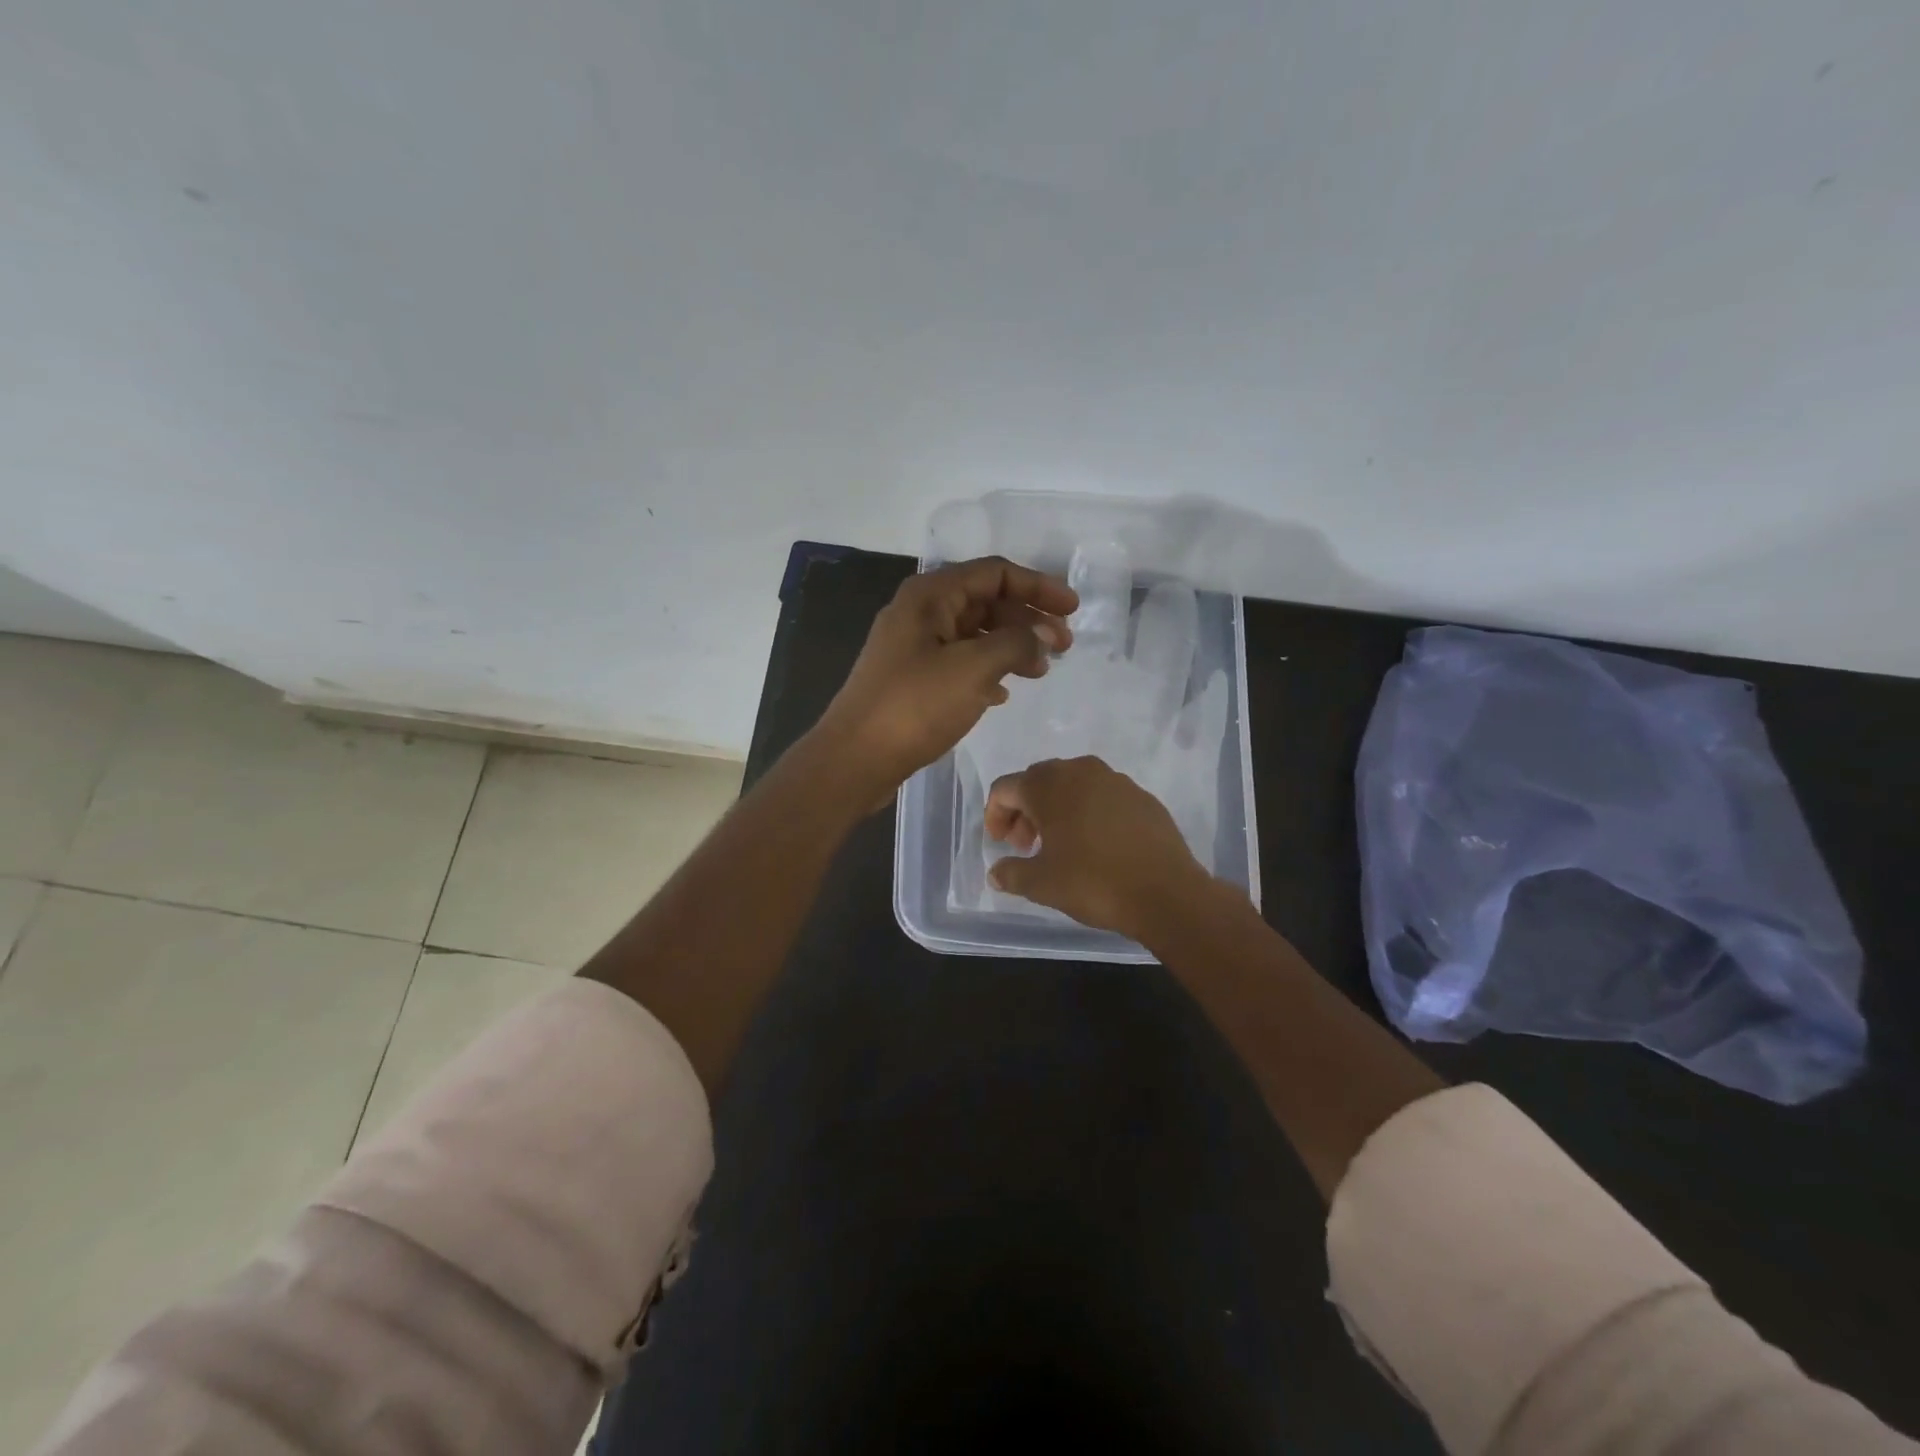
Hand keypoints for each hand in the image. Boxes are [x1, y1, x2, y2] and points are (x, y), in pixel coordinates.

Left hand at [811, 556, 1076, 805]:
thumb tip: (1042, 636)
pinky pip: (959, 663)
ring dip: (1010, 647)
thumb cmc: (914, 706)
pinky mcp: (911, 679)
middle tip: (1064, 647)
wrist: (855, 759)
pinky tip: (1003, 694)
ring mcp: (913, 647)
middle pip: (985, 602)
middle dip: (1028, 619)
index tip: (1073, 609)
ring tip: (1040, 671)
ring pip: (974, 635)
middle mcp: (919, 613)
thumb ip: (1016, 643)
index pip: (995, 573)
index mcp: (930, 596)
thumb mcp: (973, 669)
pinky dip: (987, 671)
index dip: (1038, 587)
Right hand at [985, 756, 1216, 940]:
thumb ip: (1011, 873)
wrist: (1166, 892)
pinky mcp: (1141, 796)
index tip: (1000, 844)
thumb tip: (996, 872)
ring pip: (1072, 785)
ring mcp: (1115, 780)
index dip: (995, 815)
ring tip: (1060, 844)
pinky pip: (1102, 795)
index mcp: (1049, 785)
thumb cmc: (1093, 882)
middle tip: (1026, 845)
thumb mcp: (1042, 884)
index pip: (1006, 788)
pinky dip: (1088, 812)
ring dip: (1057, 809)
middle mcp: (1080, 771)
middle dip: (1025, 810)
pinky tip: (1095, 844)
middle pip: (1038, 780)